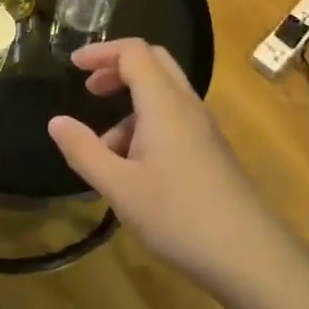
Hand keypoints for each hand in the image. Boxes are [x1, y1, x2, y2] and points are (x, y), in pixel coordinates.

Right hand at [47, 40, 275, 286]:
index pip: (134, 52)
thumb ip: (84, 151)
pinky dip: (147, 124)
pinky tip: (135, 169)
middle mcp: (187, 105)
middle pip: (154, 62)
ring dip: (130, 105)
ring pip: (164, 93)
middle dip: (117, 68)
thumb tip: (56, 122)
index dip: (101, 52)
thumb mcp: (119, 188)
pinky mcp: (212, 150)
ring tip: (106, 149)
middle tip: (89, 89)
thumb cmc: (179, 217)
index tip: (72, 66)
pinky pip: (175, 118)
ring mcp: (204, 128)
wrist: (252, 257)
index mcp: (164, 104)